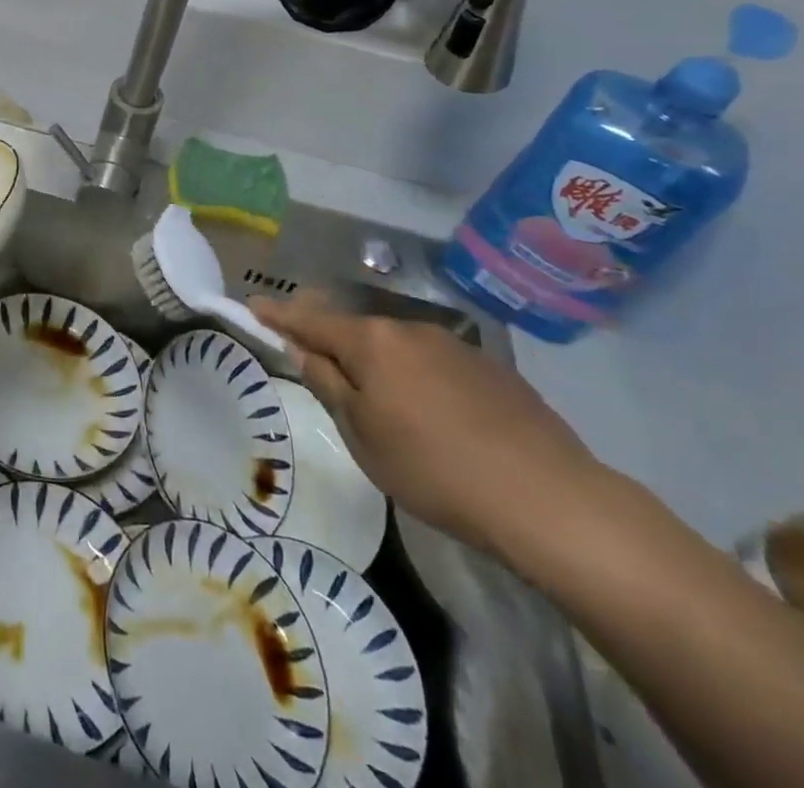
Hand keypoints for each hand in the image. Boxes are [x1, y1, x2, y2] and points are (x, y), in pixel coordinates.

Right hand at [251, 291, 607, 554]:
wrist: (549, 499)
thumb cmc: (434, 468)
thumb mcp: (362, 434)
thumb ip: (328, 384)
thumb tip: (303, 350)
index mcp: (372, 341)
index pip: (311, 320)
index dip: (279, 314)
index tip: (254, 304)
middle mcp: (410, 329)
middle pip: (355, 329)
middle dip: (329, 339)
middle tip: (312, 358)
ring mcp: (455, 346)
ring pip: (397, 347)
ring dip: (377, 362)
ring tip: (377, 400)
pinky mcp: (492, 370)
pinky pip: (434, 364)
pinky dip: (416, 377)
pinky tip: (432, 415)